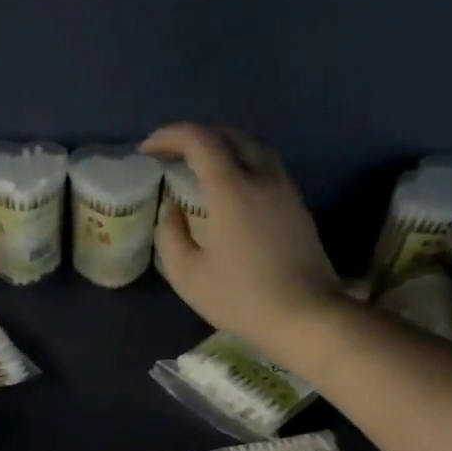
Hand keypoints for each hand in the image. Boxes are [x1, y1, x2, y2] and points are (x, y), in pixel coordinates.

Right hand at [142, 123, 345, 359]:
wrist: (304, 316)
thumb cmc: (240, 298)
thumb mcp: (188, 274)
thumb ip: (170, 235)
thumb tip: (172, 209)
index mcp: (232, 189)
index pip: (199, 140)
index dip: (169, 136)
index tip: (147, 150)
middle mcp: (261, 177)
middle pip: (228, 134)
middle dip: (194, 136)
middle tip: (170, 155)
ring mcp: (284, 188)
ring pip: (252, 147)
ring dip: (221, 147)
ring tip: (198, 168)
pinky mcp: (297, 205)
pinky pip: (265, 167)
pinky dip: (241, 164)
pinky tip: (229, 189)